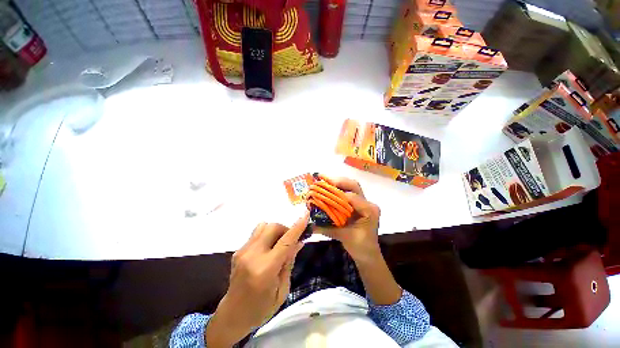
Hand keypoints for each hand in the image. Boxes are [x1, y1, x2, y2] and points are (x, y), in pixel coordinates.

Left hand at [206, 214, 307, 346]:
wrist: (232, 315)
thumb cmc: (261, 308)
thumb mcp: (282, 290)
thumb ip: (289, 262)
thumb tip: (298, 242)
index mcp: (265, 269)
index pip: (285, 242)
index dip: (297, 227)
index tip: (306, 214)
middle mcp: (252, 256)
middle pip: (272, 227)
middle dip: (285, 229)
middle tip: (290, 241)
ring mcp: (242, 251)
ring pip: (263, 226)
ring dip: (275, 230)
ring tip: (278, 244)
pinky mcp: (237, 251)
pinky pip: (256, 233)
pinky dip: (266, 236)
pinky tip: (267, 249)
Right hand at [314, 177, 380, 263]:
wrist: (368, 254)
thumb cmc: (360, 247)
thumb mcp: (343, 237)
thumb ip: (326, 228)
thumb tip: (309, 222)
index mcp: (369, 210)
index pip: (352, 197)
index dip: (337, 193)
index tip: (322, 191)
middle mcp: (368, 203)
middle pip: (353, 186)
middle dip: (337, 181)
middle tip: (322, 178)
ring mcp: (364, 202)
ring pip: (351, 186)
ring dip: (337, 182)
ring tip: (324, 180)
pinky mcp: (359, 204)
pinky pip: (348, 192)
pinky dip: (338, 188)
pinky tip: (329, 187)